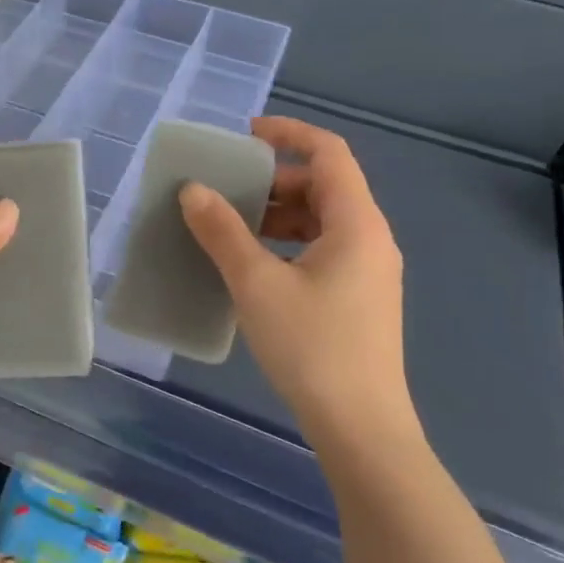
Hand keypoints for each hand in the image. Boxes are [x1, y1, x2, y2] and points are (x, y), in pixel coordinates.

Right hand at [179, 117, 418, 449]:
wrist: (362, 429)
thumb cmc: (312, 346)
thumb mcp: (257, 283)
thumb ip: (222, 231)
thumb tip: (193, 191)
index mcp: (357, 223)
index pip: (329, 152)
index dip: (288, 133)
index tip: (245, 135)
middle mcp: (371, 238)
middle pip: (324, 185)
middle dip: (275, 180)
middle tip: (228, 191)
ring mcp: (369, 271)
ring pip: (323, 220)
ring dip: (279, 214)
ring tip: (233, 228)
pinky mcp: (361, 298)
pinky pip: (324, 249)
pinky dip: (289, 242)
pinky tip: (255, 266)